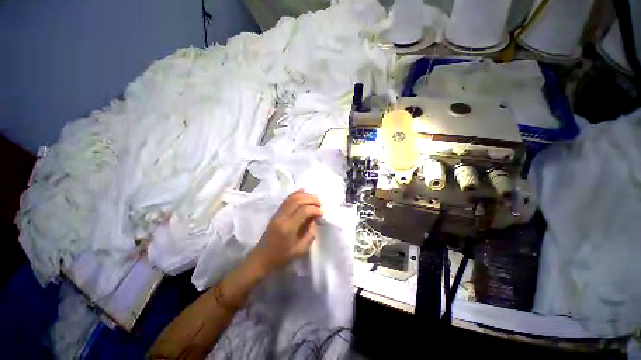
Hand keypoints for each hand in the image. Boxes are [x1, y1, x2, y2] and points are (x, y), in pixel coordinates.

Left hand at [249, 190, 322, 273]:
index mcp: (288, 228)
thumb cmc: (282, 257)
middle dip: (311, 199)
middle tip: (320, 203)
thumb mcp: (301, 250)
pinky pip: (286, 199)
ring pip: (292, 198)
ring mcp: (277, 214)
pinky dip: (295, 194)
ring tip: (314, 198)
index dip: (315, 209)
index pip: (304, 211)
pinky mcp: (276, 213)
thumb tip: (314, 219)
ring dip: (304, 195)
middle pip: (297, 201)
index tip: (322, 213)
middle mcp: (282, 217)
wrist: (262, 258)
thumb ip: (310, 233)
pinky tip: (303, 191)